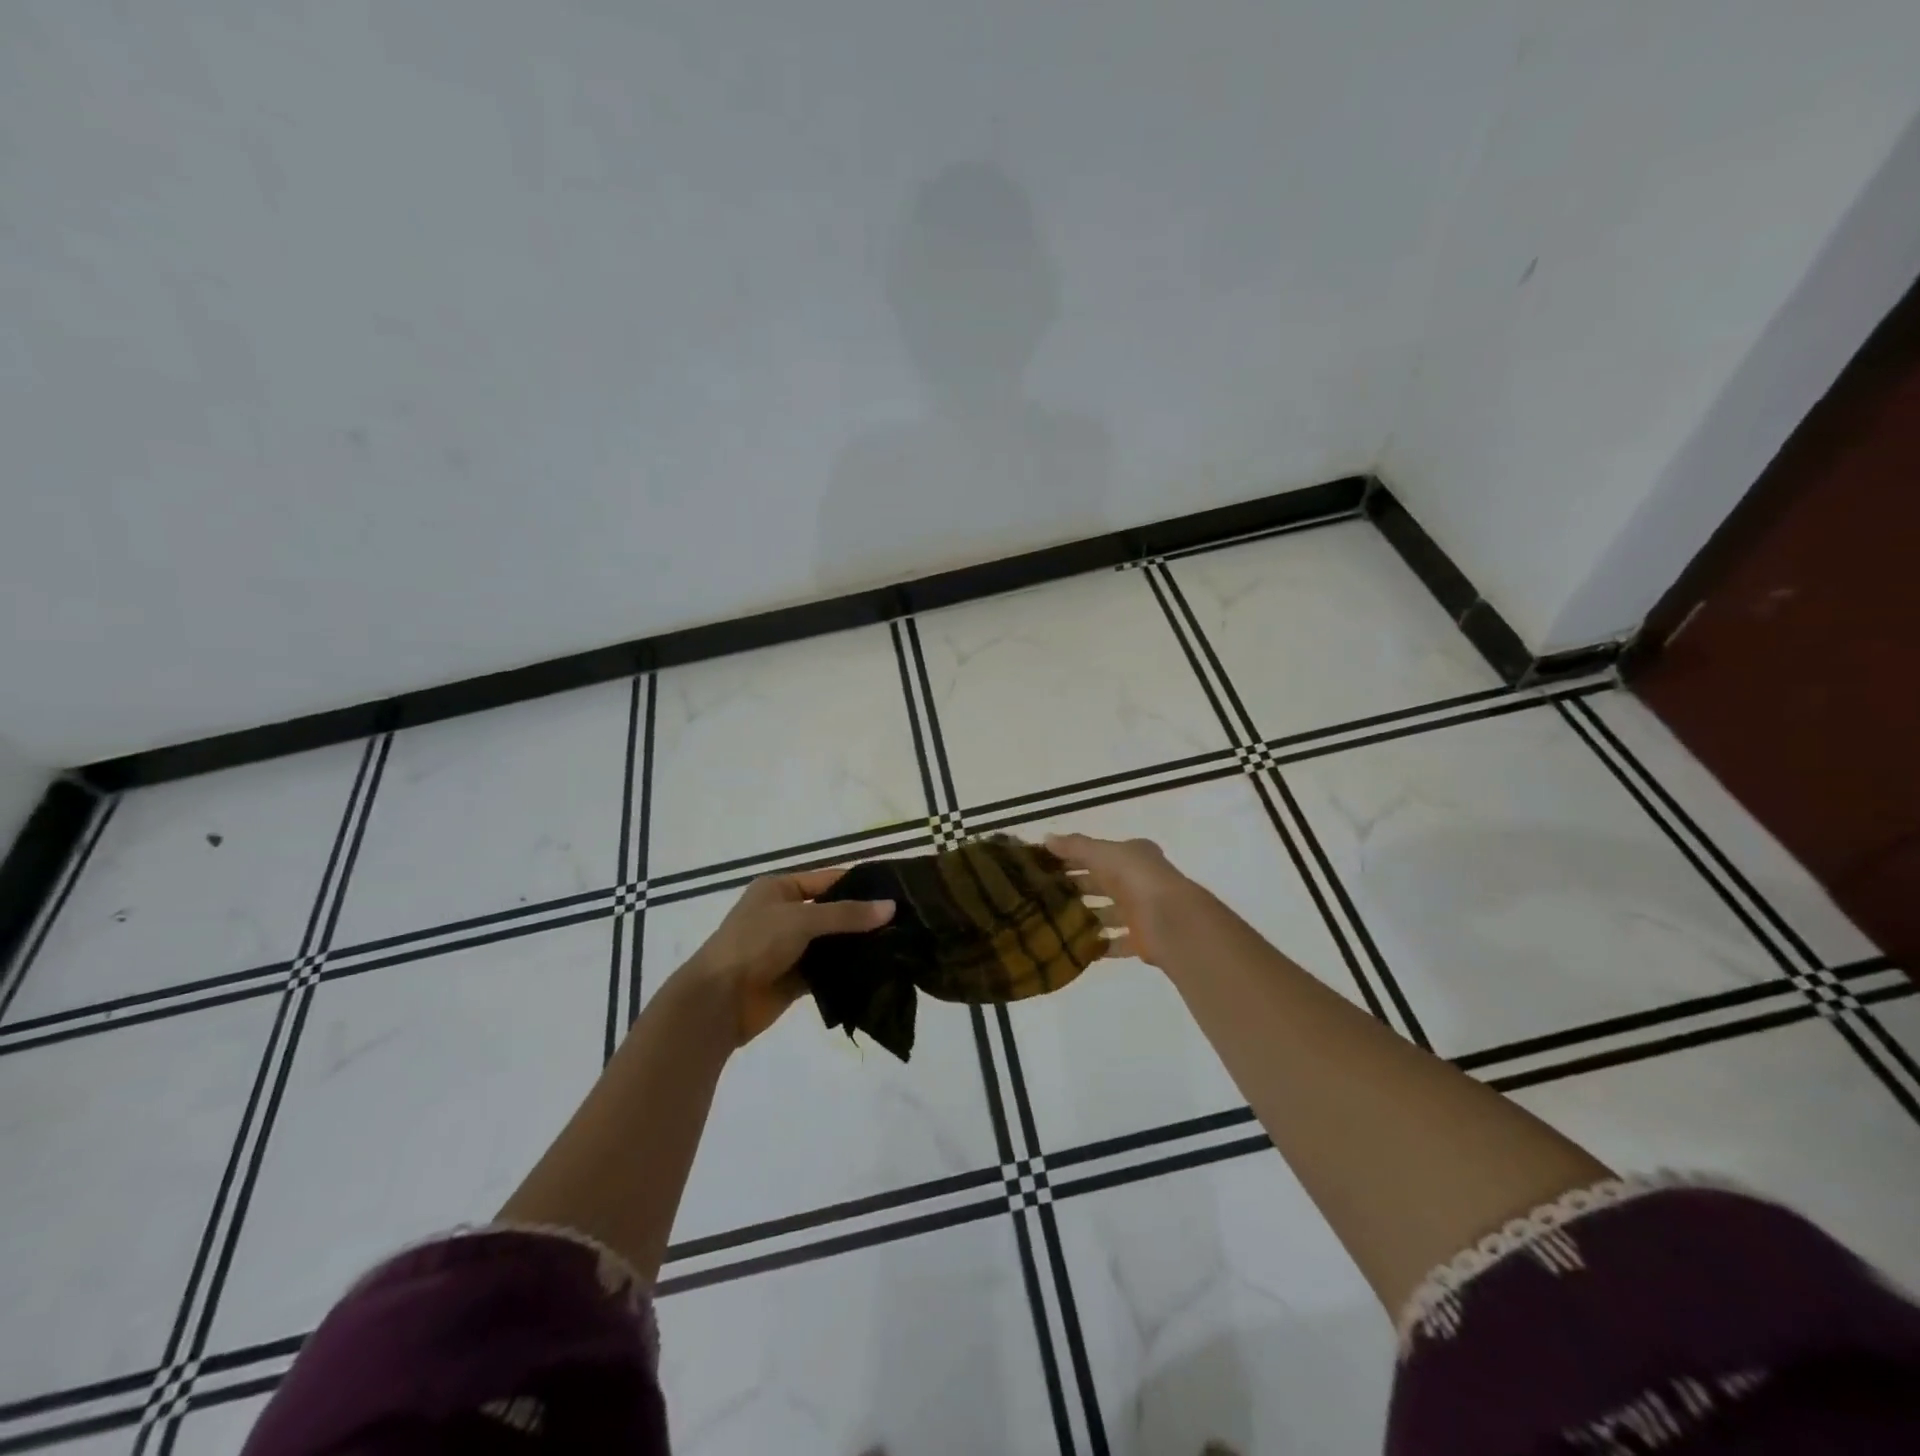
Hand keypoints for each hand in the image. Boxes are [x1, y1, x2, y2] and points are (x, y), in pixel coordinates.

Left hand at [678, 867, 894, 1046]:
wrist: (718, 1001)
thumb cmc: (754, 944)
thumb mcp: (800, 919)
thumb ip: (846, 913)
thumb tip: (891, 907)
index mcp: (780, 888)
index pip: (829, 880)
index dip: (861, 885)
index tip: (898, 892)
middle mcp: (785, 914)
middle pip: (833, 912)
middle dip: (864, 919)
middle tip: (905, 923)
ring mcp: (790, 948)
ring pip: (832, 943)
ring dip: (857, 946)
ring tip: (899, 946)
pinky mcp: (795, 979)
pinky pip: (827, 971)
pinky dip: (847, 971)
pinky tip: (878, 971)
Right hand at [1046, 833, 1197, 968]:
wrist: (1171, 920)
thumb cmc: (1135, 877)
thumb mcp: (1102, 853)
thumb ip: (1075, 846)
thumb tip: (1046, 838)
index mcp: (1133, 856)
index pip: (1098, 854)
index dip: (1074, 858)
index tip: (1046, 866)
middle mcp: (1140, 881)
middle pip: (1103, 883)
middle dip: (1078, 887)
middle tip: (1044, 894)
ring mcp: (1142, 912)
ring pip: (1109, 913)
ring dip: (1088, 916)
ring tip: (1054, 921)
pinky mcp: (1142, 940)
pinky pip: (1116, 943)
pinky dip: (1100, 945)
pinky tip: (1076, 946)